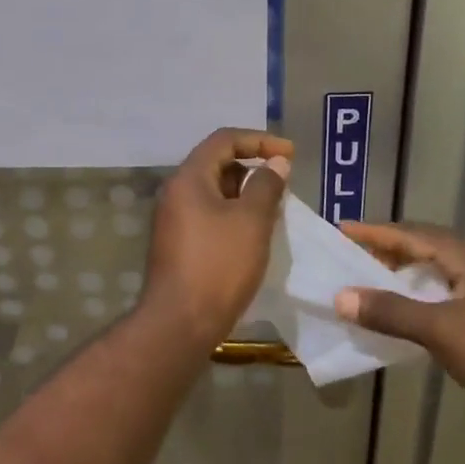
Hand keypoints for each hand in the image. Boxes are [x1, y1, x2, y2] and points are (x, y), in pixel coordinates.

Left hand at [140, 128, 292, 347]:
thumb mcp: (252, 221)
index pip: (224, 140)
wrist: (180, 323)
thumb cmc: (219, 265)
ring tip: (274, 210)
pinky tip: (254, 234)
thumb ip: (266, 185)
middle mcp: (175, 193)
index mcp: (188, 179)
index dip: (259, 140)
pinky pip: (209, 215)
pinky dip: (233, 215)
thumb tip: (276, 163)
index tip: (290, 154)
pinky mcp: (178, 244)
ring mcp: (174, 220)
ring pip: (214, 192)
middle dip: (253, 168)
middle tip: (283, 184)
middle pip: (217, 164)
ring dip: (245, 194)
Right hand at [334, 222, 464, 417]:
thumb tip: (341, 296)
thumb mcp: (439, 330)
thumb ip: (390, 311)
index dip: (376, 232)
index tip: (342, 228)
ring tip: (370, 277)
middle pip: (425, 245)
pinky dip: (417, 291)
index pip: (413, 234)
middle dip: (387, 247)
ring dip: (402, 270)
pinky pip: (443, 289)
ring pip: (435, 268)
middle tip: (351, 252)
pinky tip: (403, 307)